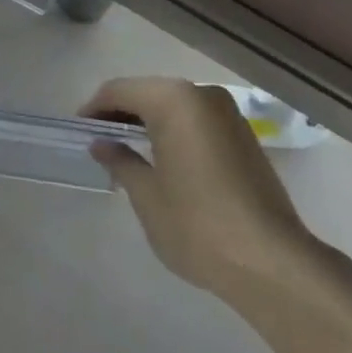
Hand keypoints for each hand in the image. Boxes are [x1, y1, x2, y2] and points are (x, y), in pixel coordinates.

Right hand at [85, 78, 342, 310]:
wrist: (272, 262)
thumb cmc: (198, 225)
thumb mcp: (147, 195)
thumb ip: (121, 161)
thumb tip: (101, 144)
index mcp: (174, 100)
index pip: (120, 90)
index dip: (95, 108)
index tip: (79, 130)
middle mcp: (202, 94)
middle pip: (149, 92)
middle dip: (122, 112)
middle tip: (99, 140)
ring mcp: (228, 113)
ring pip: (175, 105)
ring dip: (149, 121)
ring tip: (127, 151)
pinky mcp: (244, 135)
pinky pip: (197, 120)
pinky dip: (175, 130)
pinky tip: (163, 158)